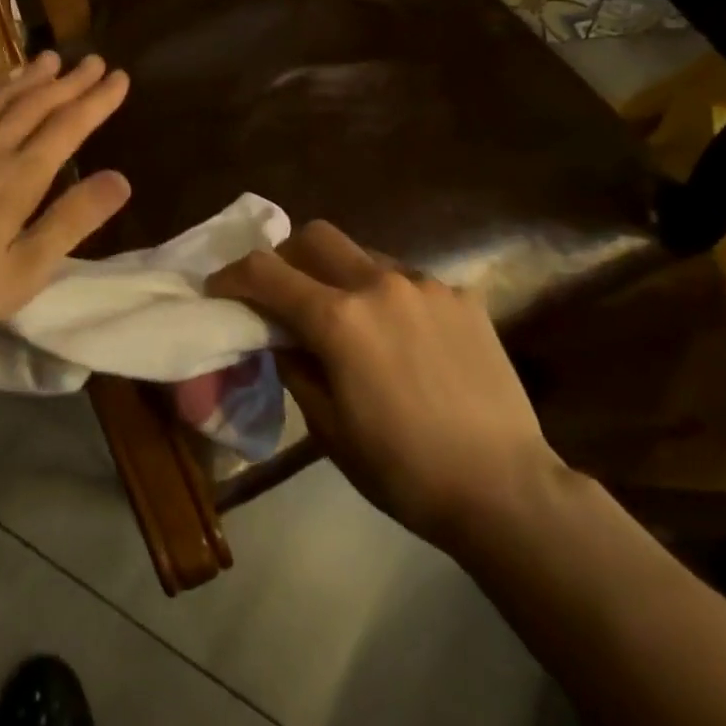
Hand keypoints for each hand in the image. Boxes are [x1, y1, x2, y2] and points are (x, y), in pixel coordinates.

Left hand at [0, 53, 130, 354]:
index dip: (97, 100)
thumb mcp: (26, 270)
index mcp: (19, 178)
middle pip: (35, 104)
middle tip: (93, 60)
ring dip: (28, 77)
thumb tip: (121, 179)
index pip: (68, 126)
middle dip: (69, 81)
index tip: (120, 77)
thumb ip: (72, 221)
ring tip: (50, 59)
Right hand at [207, 221, 563, 548]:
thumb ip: (294, 365)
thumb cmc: (403, 469)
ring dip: (341, 276)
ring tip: (351, 321)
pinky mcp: (462, 296)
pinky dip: (388, 296)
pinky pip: (408, 280)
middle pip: (315, 236)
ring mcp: (426, 285)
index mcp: (339, 318)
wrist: (505, 489)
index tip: (219, 289)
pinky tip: (404, 338)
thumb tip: (276, 334)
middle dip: (288, 257)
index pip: (265, 272)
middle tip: (285, 294)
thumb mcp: (328, 427)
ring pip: (364, 254)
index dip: (232, 276)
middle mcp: (379, 284)